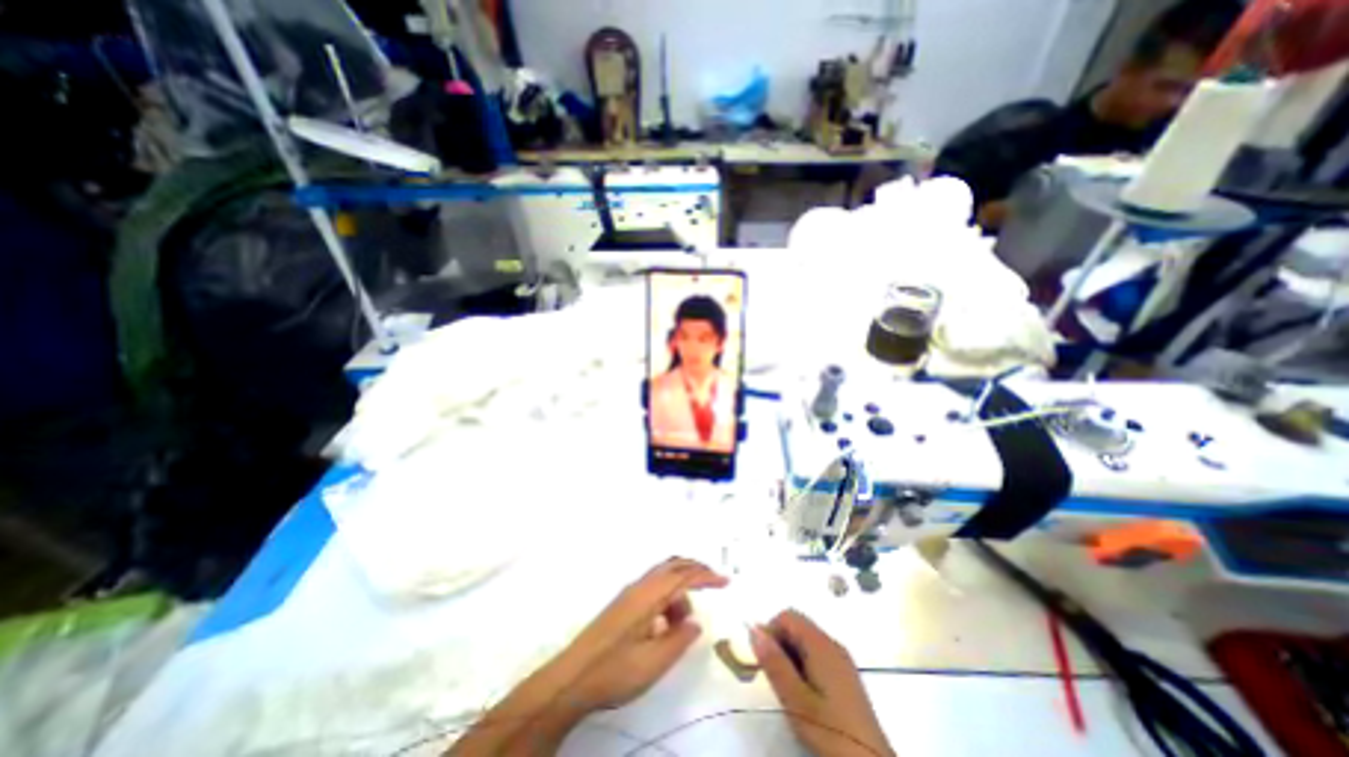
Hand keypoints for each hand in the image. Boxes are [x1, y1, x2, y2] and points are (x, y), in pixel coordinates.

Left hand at [552, 559, 733, 711]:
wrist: (571, 678)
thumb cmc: (615, 670)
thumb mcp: (654, 662)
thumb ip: (679, 639)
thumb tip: (695, 622)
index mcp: (649, 595)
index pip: (684, 576)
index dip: (707, 576)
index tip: (726, 581)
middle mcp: (640, 586)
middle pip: (672, 565)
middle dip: (695, 570)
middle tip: (714, 583)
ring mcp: (629, 593)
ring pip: (662, 577)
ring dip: (679, 589)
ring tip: (683, 623)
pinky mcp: (623, 603)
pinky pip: (652, 588)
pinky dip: (666, 597)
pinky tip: (665, 624)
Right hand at [748, 608, 891, 755]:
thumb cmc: (830, 731)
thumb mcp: (795, 699)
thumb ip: (774, 662)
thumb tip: (754, 629)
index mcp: (821, 644)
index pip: (787, 616)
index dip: (770, 631)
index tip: (762, 659)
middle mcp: (832, 644)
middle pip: (798, 626)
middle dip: (779, 643)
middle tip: (773, 676)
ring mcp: (841, 660)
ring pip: (806, 641)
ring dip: (790, 656)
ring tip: (787, 688)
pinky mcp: (845, 676)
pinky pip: (817, 655)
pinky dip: (803, 665)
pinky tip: (804, 694)